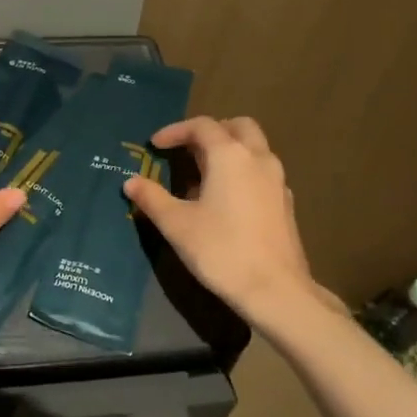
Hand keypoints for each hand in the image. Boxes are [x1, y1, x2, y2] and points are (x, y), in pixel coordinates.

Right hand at [122, 115, 327, 321]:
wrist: (274, 289)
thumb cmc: (220, 250)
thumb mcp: (177, 224)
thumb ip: (152, 198)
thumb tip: (130, 182)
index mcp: (230, 156)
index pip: (202, 126)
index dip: (175, 131)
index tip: (155, 145)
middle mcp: (258, 159)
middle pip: (237, 126)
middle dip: (210, 132)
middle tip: (187, 150)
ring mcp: (277, 180)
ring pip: (254, 148)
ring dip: (229, 150)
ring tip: (202, 176)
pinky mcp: (285, 202)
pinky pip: (262, 171)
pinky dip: (243, 171)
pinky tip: (226, 199)